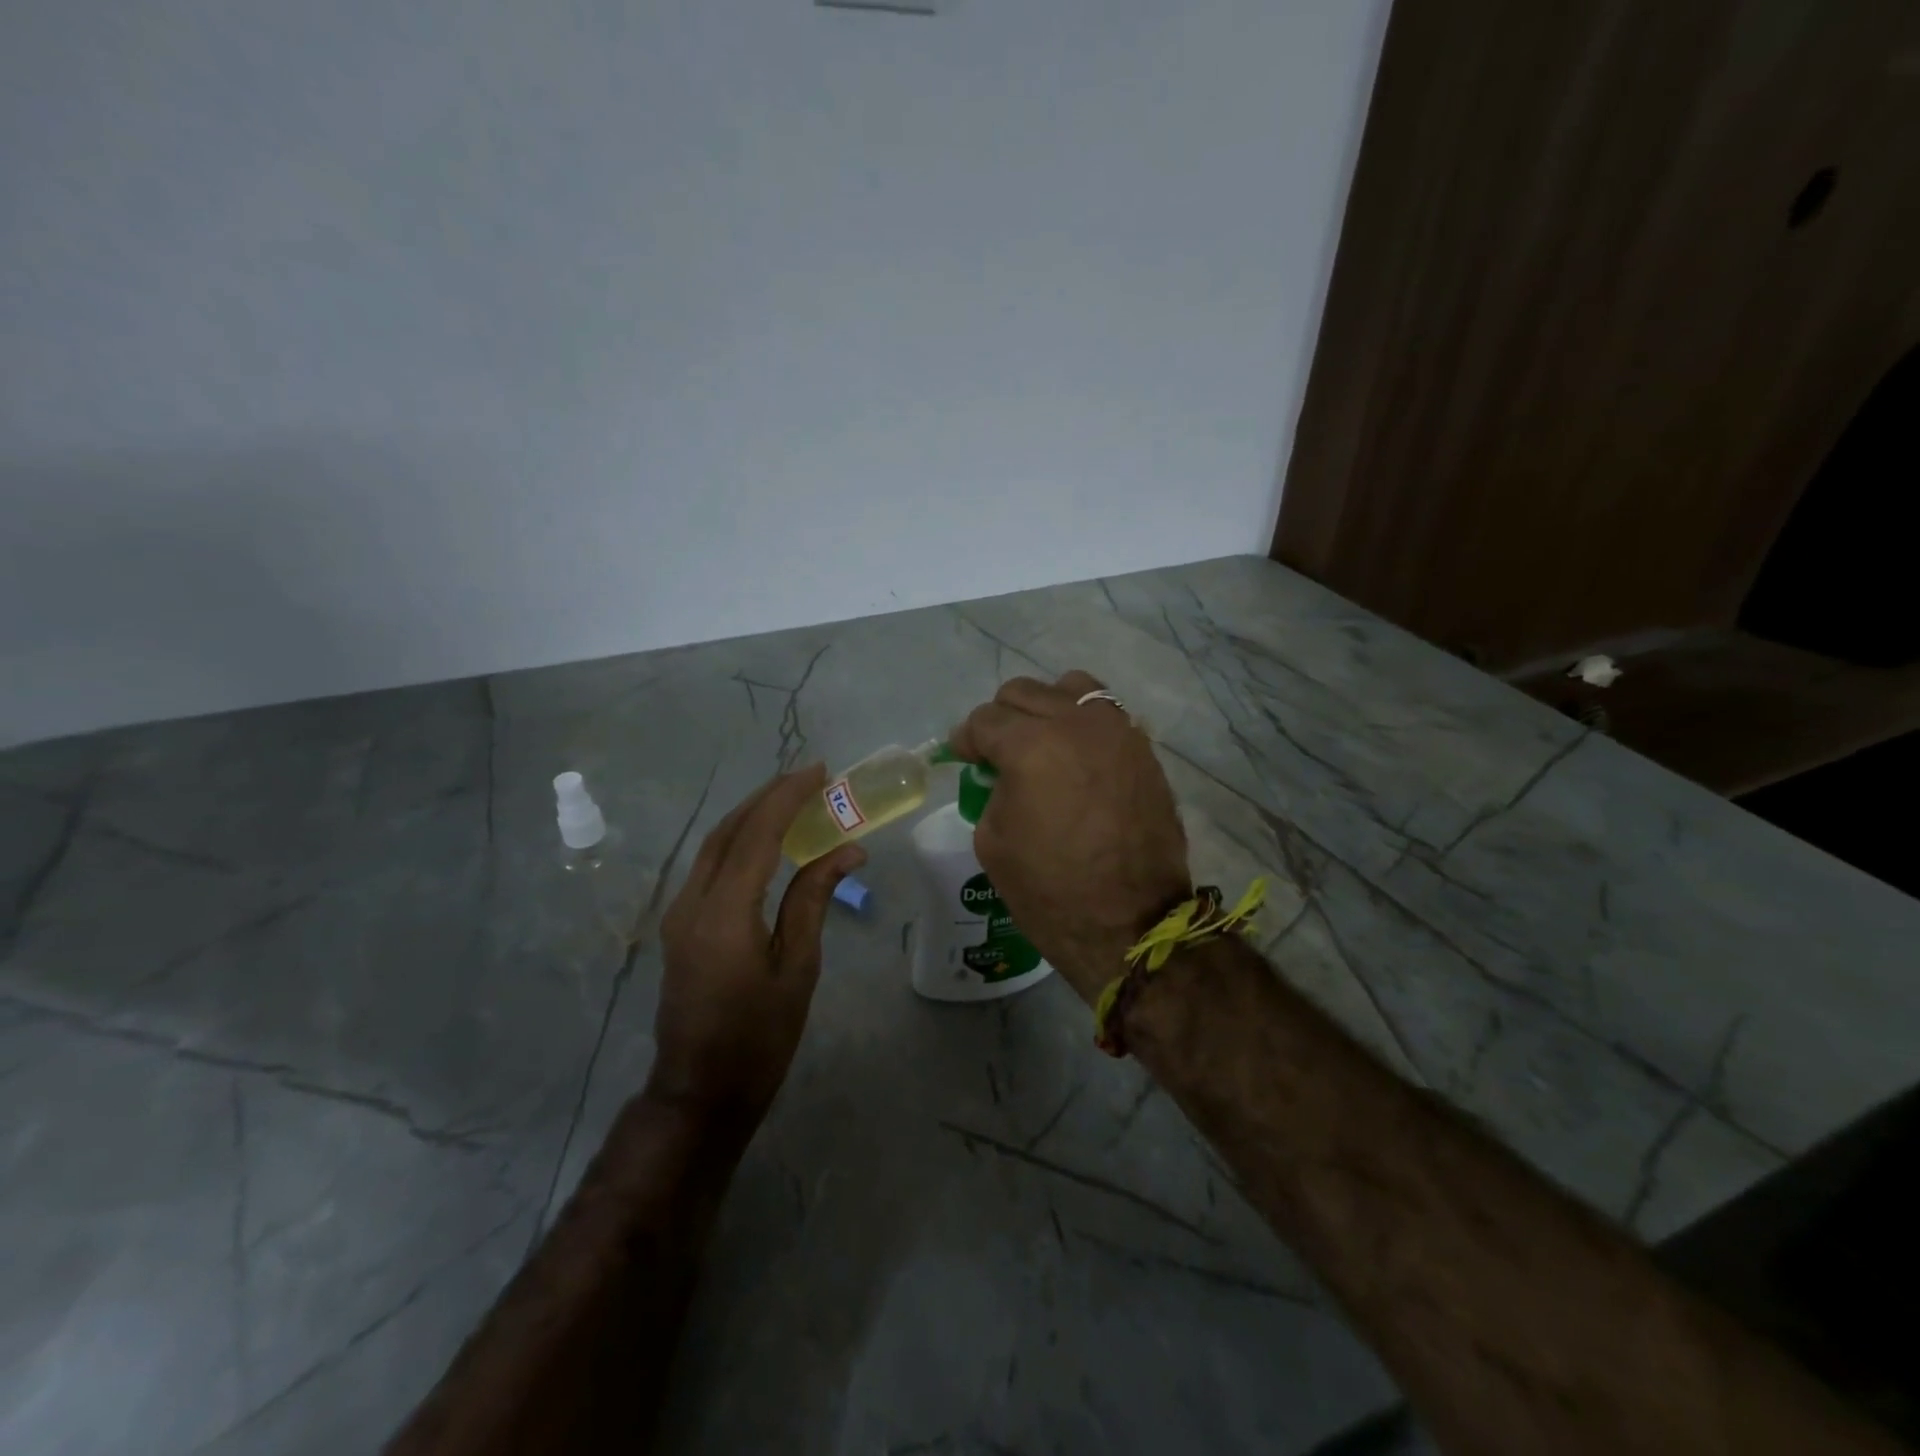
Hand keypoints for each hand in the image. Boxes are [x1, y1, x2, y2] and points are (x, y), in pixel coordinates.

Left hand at [651, 766, 864, 1125]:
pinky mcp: (680, 924)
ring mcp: (679, 912)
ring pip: (714, 844)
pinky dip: (740, 840)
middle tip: (810, 778)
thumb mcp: (798, 968)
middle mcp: (692, 902)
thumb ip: (814, 900)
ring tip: (793, 798)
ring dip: (752, 814)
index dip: (788, 797)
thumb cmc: (759, 1037)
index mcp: (725, 913)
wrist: (700, 1091)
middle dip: (768, 796)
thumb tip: (848, 851)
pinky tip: (767, 839)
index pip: (757, 834)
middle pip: (729, 830)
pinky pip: (710, 865)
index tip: (819, 772)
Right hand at [950, 672, 1190, 1002]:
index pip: (984, 720)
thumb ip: (993, 789)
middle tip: (998, 753)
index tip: (964, 757)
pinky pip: (1106, 715)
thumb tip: (1005, 773)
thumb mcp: (993, 841)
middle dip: (1002, 719)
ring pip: (1071, 688)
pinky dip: (1083, 725)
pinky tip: (1077, 759)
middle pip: (1024, 692)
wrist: (1130, 923)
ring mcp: (1117, 732)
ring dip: (1048, 709)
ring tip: (1044, 743)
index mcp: (1030, 746)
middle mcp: (1076, 724)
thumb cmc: (1050, 890)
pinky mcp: (1143, 750)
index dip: (967, 740)